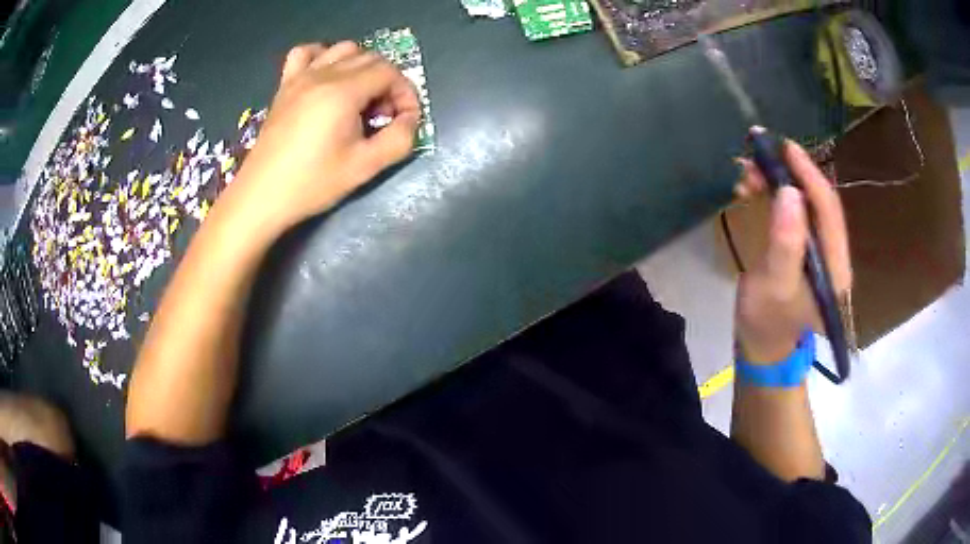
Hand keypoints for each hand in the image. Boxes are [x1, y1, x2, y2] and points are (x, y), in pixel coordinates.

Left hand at [221, 42, 420, 234]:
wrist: (261, 196)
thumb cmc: (312, 184)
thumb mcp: (365, 167)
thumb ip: (399, 139)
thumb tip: (410, 119)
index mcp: (343, 92)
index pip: (389, 72)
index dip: (405, 93)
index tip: (404, 120)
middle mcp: (322, 74)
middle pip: (370, 58)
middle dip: (387, 82)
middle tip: (384, 115)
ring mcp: (300, 77)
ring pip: (342, 49)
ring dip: (360, 66)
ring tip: (359, 96)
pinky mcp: (284, 86)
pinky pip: (305, 53)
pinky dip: (322, 56)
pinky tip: (325, 77)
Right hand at [734, 140, 851, 363]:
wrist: (761, 343)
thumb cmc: (766, 322)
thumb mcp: (774, 286)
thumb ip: (786, 244)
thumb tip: (790, 192)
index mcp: (836, 268)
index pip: (829, 211)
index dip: (810, 176)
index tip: (786, 148)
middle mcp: (834, 253)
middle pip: (819, 202)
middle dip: (791, 174)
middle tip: (759, 154)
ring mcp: (820, 249)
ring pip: (805, 202)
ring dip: (778, 181)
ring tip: (749, 171)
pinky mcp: (805, 246)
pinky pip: (794, 210)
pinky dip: (774, 193)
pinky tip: (754, 187)